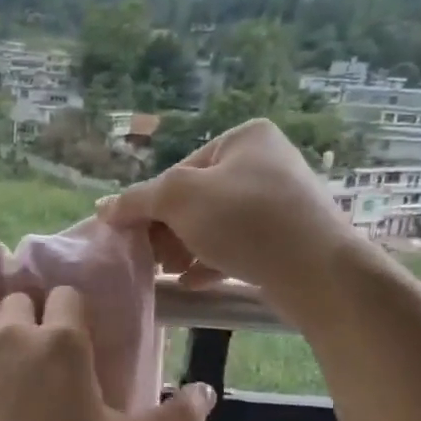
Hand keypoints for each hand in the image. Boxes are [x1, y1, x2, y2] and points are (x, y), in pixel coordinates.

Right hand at [96, 119, 365, 319]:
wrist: (318, 270)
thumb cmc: (245, 221)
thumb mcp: (178, 199)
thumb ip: (136, 200)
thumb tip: (103, 208)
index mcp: (244, 138)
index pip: (179, 170)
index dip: (152, 205)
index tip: (137, 236)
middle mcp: (265, 162)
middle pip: (196, 198)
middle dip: (168, 230)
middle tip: (152, 258)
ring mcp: (280, 201)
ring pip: (215, 224)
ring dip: (185, 248)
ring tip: (168, 272)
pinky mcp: (287, 237)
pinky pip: (237, 245)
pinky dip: (211, 261)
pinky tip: (191, 282)